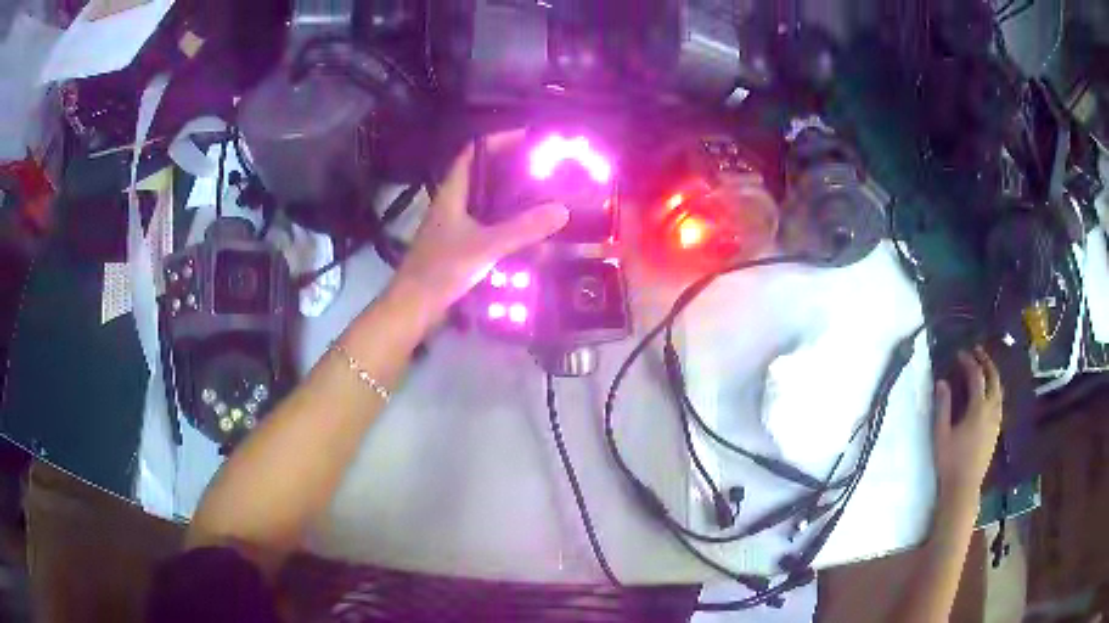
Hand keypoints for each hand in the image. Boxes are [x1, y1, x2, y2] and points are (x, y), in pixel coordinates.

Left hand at [390, 131, 569, 318]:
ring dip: (509, 196)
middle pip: (481, 175)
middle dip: (510, 168)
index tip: (527, 138)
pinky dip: (505, 223)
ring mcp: (453, 227)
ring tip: (539, 195)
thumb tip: (562, 210)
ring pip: (484, 202)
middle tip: (541, 168)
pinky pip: (486, 225)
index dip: (497, 141)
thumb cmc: (442, 270)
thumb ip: (523, 229)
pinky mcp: (458, 247)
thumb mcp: (486, 246)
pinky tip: (524, 233)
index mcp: (452, 194)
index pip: (472, 153)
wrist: (413, 307)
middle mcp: (452, 205)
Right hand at [932, 346, 1003, 502]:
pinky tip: (987, 395)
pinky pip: (999, 402)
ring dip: (992, 375)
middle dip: (986, 362)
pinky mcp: (996, 430)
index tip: (959, 354)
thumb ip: (943, 406)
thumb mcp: (941, 434)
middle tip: (976, 352)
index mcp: (978, 409)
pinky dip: (994, 390)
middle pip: (994, 378)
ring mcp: (996, 421)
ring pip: (999, 390)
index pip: (976, 377)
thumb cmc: (950, 462)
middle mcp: (991, 410)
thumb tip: (942, 382)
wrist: (963, 489)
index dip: (969, 362)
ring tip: (983, 369)